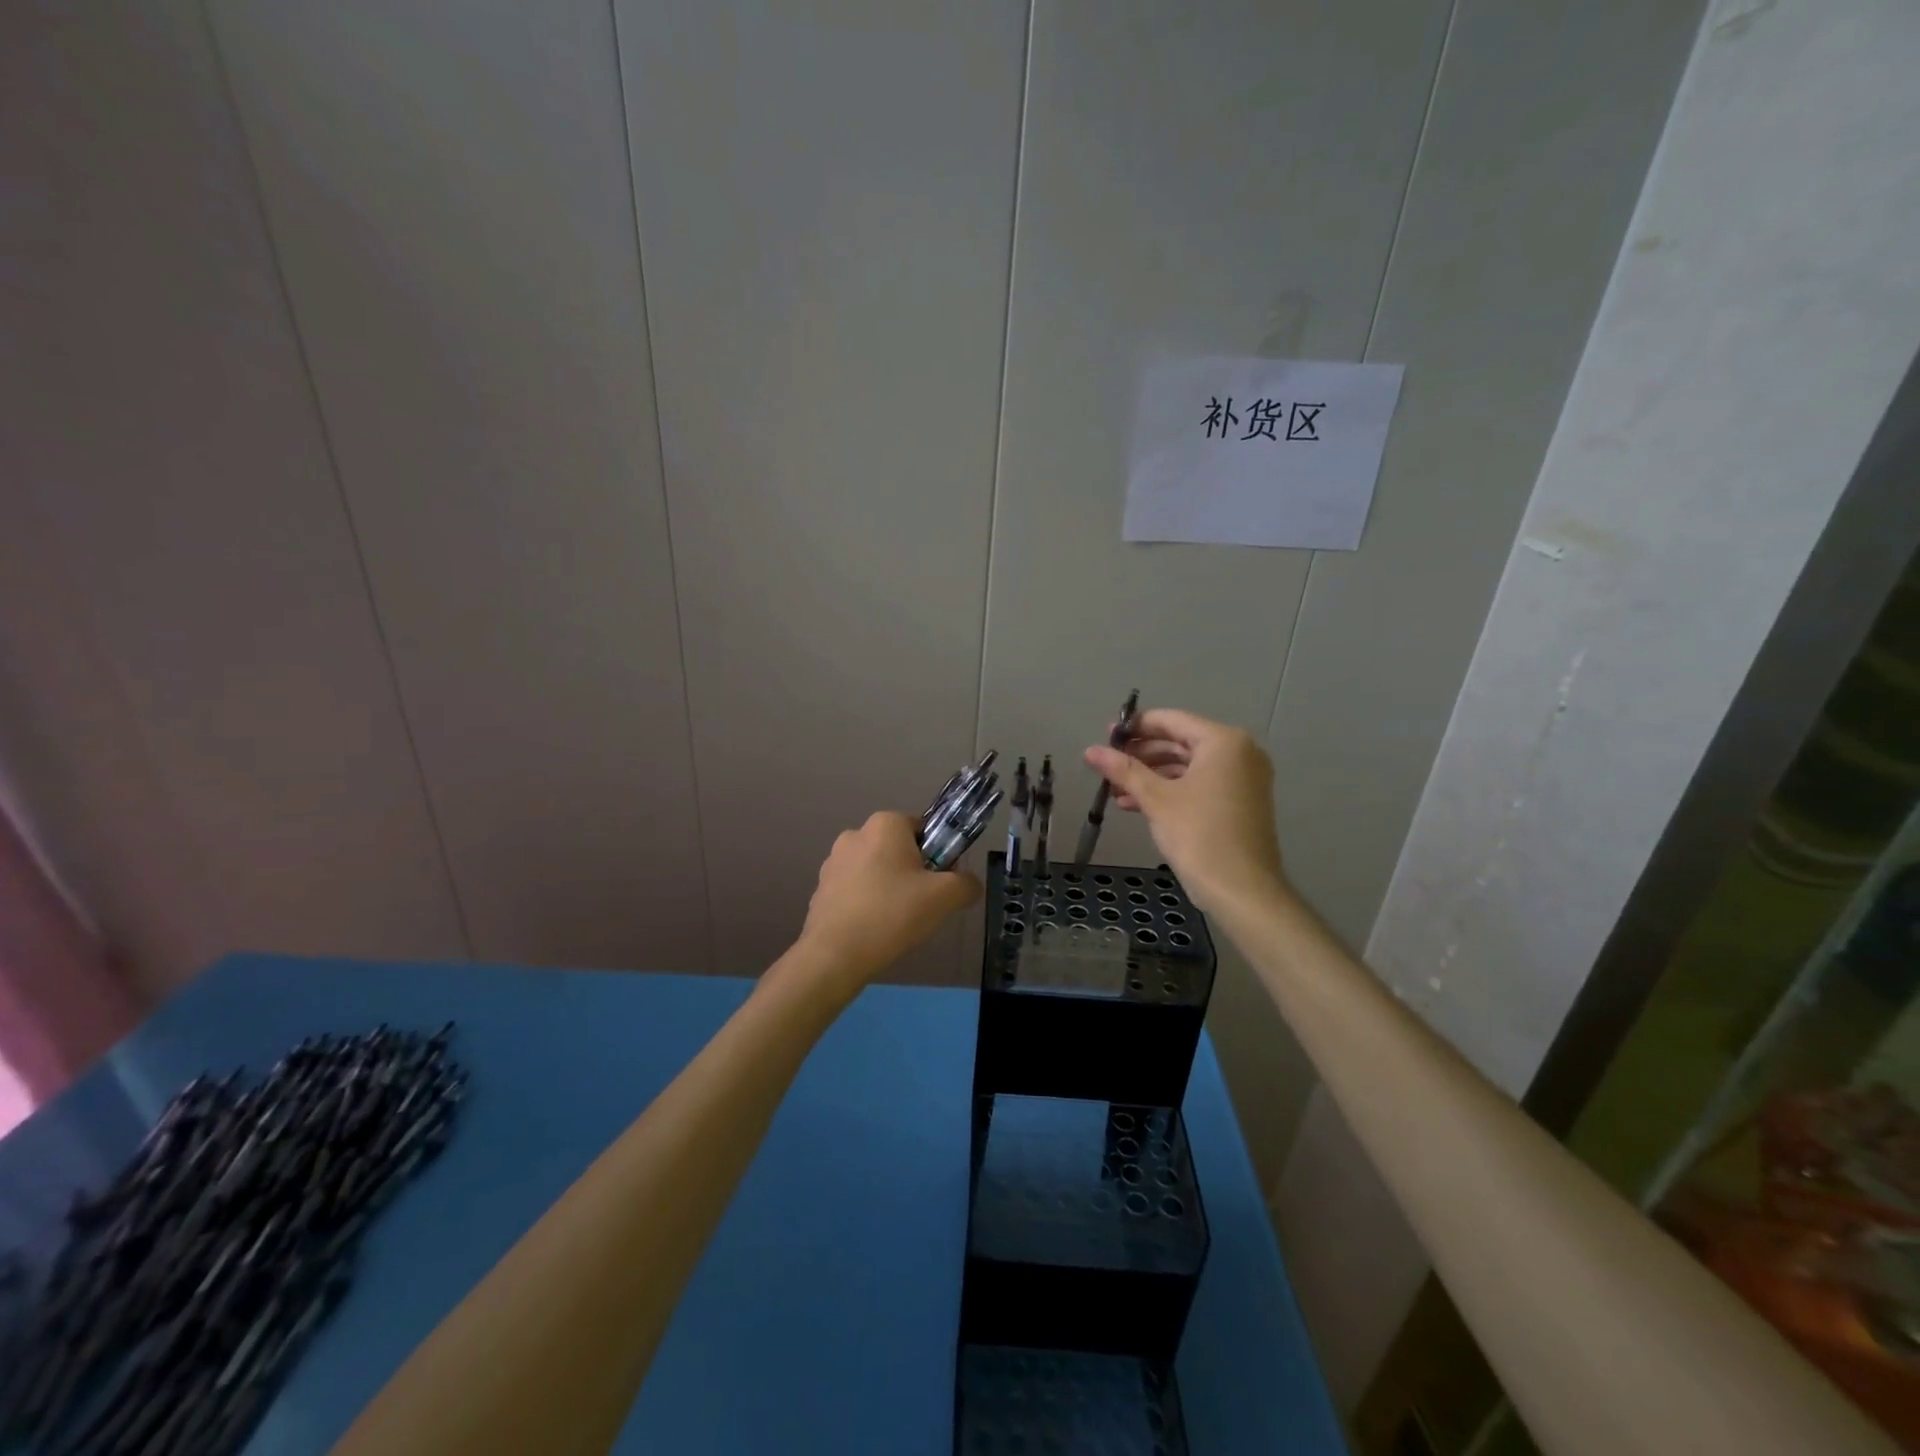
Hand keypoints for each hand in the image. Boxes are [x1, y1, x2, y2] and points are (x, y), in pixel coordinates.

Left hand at [797, 811, 981, 991]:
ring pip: (875, 871)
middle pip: (898, 850)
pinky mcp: (820, 890)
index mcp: (885, 825)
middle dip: (912, 874)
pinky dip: (866, 905)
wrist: (834, 955)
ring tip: (896, 923)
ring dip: (888, 889)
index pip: (922, 829)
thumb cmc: (892, 914)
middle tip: (922, 905)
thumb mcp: (945, 897)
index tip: (940, 884)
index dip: (938, 855)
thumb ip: (966, 884)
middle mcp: (855, 834)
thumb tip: (969, 884)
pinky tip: (873, 931)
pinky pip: (855, 892)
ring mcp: (833, 863)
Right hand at [1084, 708, 1285, 913]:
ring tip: (1116, 792)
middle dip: (1141, 755)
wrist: (1242, 891)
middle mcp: (1239, 753)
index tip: (1105, 738)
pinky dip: (1170, 791)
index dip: (1135, 728)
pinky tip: (1137, 805)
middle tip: (1107, 766)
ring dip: (1151, 776)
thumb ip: (1123, 770)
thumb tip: (1090, 751)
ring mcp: (1243, 779)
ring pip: (1187, 766)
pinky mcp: (1240, 802)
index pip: (1171, 720)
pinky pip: (1199, 785)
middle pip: (1180, 742)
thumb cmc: (1199, 835)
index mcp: (1224, 741)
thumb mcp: (1156, 799)